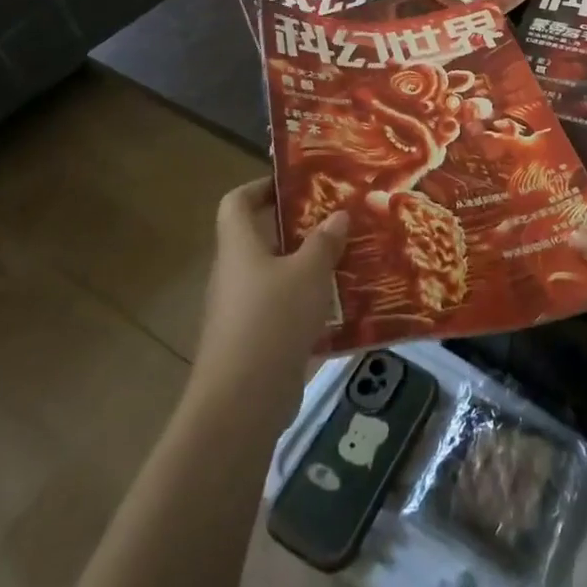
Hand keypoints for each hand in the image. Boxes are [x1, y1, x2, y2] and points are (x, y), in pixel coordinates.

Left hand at [195, 179, 348, 389]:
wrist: (243, 403)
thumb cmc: (272, 319)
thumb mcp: (308, 272)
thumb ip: (324, 242)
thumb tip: (337, 215)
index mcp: (239, 246)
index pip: (237, 202)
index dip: (262, 186)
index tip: (298, 184)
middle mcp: (236, 273)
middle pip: (263, 238)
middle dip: (301, 228)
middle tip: (339, 220)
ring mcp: (244, 311)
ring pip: (279, 276)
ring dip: (311, 268)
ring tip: (350, 259)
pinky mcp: (257, 342)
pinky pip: (286, 310)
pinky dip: (311, 305)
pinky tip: (346, 307)